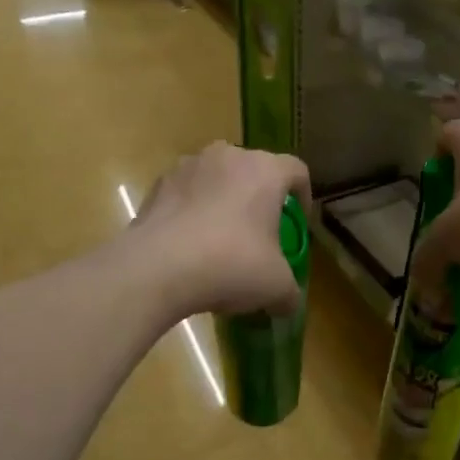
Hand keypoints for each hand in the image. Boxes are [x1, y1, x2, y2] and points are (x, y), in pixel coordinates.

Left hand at [134, 142, 311, 317]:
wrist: (157, 268)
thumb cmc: (231, 265)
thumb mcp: (275, 287)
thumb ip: (290, 292)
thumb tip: (288, 303)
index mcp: (265, 170)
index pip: (296, 171)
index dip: (303, 196)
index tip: (298, 223)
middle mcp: (227, 156)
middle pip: (253, 171)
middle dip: (259, 198)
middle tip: (259, 233)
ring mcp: (187, 166)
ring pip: (216, 180)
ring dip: (222, 202)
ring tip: (220, 240)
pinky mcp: (157, 185)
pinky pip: (185, 194)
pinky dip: (192, 212)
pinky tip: (189, 246)